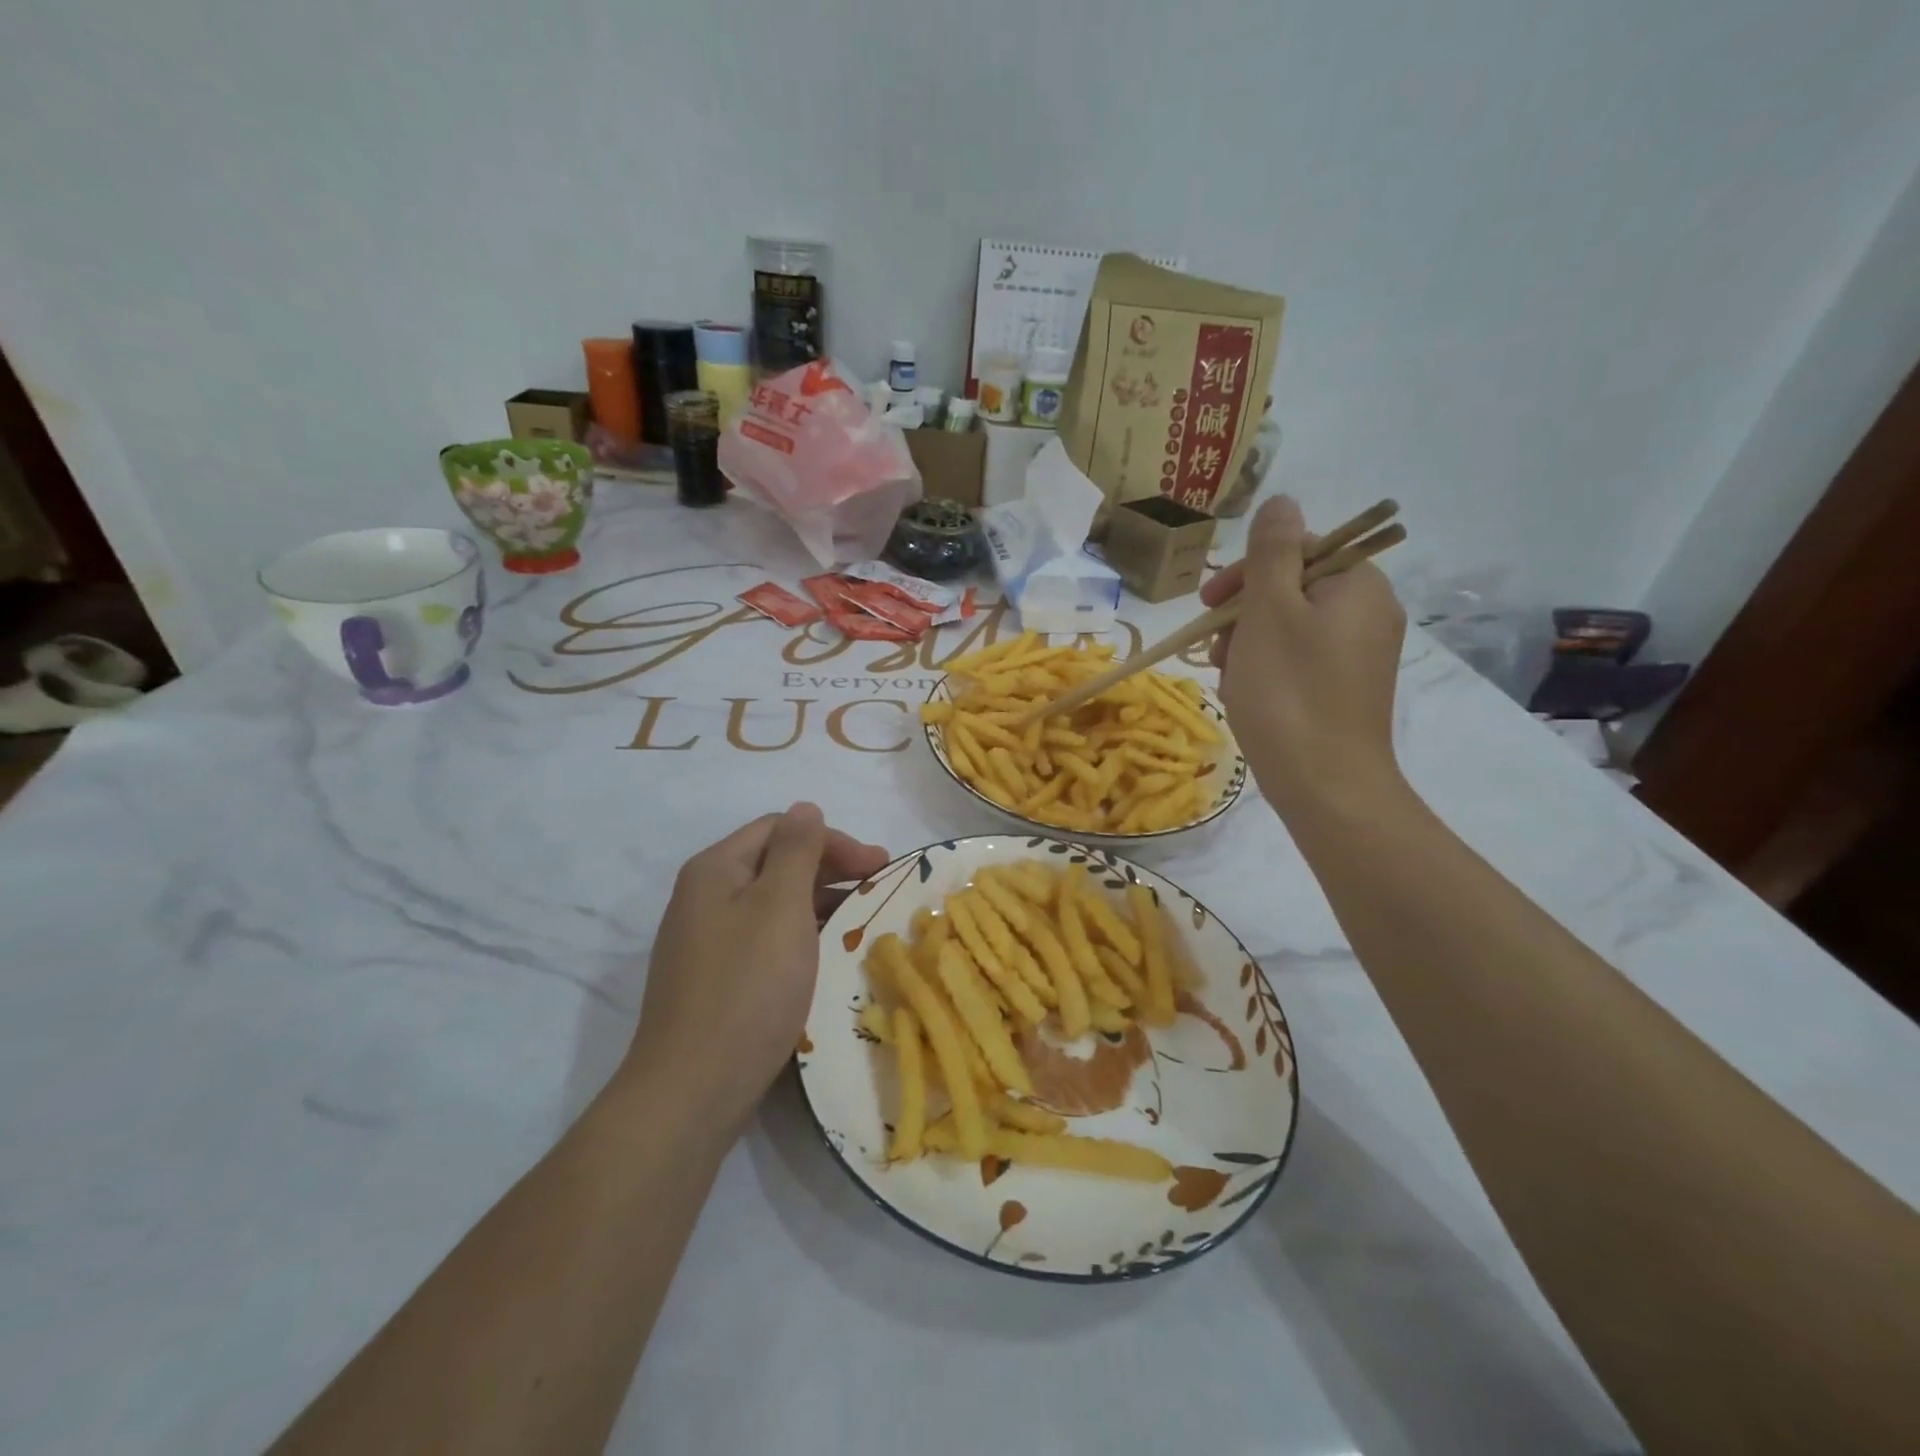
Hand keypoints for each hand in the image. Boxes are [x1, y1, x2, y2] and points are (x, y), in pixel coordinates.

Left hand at [624, 804, 888, 1136]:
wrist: (691, 1091)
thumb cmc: (747, 987)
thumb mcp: (780, 906)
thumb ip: (797, 851)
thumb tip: (805, 808)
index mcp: (715, 869)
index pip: (781, 829)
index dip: (832, 840)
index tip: (878, 865)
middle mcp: (703, 897)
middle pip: (774, 864)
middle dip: (829, 870)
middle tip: (877, 888)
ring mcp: (705, 942)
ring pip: (771, 905)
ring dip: (818, 904)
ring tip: (859, 923)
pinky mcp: (713, 980)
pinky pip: (764, 940)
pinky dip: (799, 938)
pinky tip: (824, 957)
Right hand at [1203, 495, 1407, 817]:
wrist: (1324, 784)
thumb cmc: (1288, 692)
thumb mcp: (1269, 611)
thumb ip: (1272, 551)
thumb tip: (1281, 501)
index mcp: (1358, 585)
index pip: (1299, 548)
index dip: (1249, 570)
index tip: (1211, 602)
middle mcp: (1369, 612)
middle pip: (1293, 587)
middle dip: (1245, 610)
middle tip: (1214, 644)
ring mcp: (1360, 654)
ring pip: (1291, 625)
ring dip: (1249, 640)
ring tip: (1226, 672)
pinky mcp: (1347, 688)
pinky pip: (1300, 657)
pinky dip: (1267, 666)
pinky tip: (1245, 691)